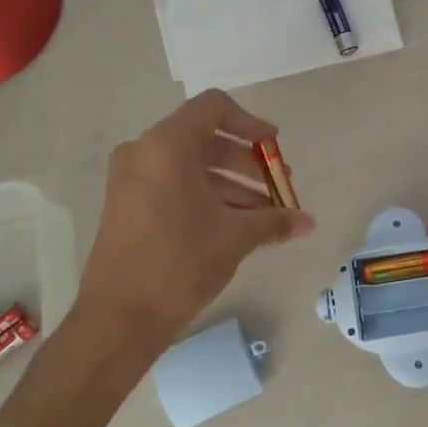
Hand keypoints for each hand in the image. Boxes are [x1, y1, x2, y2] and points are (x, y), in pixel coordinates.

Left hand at [73, 90, 313, 362]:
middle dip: (247, 162)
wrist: (119, 318)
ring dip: (232, 185)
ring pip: (192, 167)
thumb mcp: (236, 236)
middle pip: (206, 139)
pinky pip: (174, 186)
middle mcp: (144, 152)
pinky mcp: (128, 206)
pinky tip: (238, 226)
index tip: (275, 148)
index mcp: (167, 145)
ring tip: (267, 215)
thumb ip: (275, 220)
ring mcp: (131, 180)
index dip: (251, 123)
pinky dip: (207, 198)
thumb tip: (308, 222)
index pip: (214, 108)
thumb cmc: (180, 262)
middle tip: (279, 187)